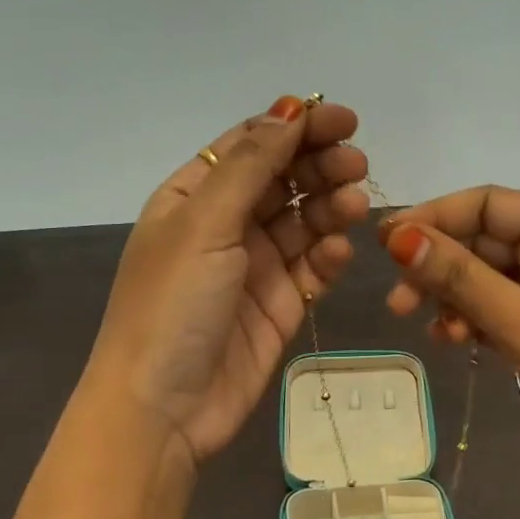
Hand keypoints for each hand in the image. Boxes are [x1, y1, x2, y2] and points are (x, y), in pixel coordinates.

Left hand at [88, 97, 368, 468]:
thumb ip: (250, 166)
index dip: (296, 127)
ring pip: (304, 222)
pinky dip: (329, 256)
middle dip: (320, 167)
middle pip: (283, 180)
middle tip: (357, 165)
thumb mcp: (203, 224)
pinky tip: (339, 252)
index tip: (345, 120)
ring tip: (355, 205)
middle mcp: (224, 227)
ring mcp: (254, 268)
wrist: (162, 410)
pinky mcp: (280, 306)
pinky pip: (313, 269)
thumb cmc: (171, 306)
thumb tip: (289, 108)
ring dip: (331, 208)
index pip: (251, 146)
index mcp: (193, 197)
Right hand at [377, 188, 519, 485]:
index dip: (435, 217)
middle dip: (438, 268)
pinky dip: (473, 321)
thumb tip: (398, 238)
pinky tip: (451, 340)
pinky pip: (499, 311)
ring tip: (424, 325)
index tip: (386, 241)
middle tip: (398, 301)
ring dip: (452, 298)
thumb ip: (460, 278)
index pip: (488, 204)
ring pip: (486, 280)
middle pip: (482, 242)